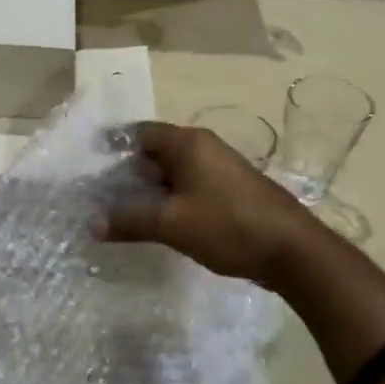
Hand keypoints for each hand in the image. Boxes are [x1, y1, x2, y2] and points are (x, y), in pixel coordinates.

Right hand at [97, 122, 309, 285]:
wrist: (292, 250)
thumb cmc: (227, 226)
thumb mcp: (171, 224)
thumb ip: (130, 220)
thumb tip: (92, 224)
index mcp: (189, 143)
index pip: (140, 132)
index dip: (114, 146)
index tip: (92, 164)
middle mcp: (205, 148)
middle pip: (157, 151)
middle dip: (129, 171)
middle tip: (102, 194)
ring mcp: (221, 169)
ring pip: (175, 171)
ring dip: (151, 188)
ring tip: (125, 211)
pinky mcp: (232, 191)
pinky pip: (191, 187)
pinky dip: (172, 199)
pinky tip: (161, 222)